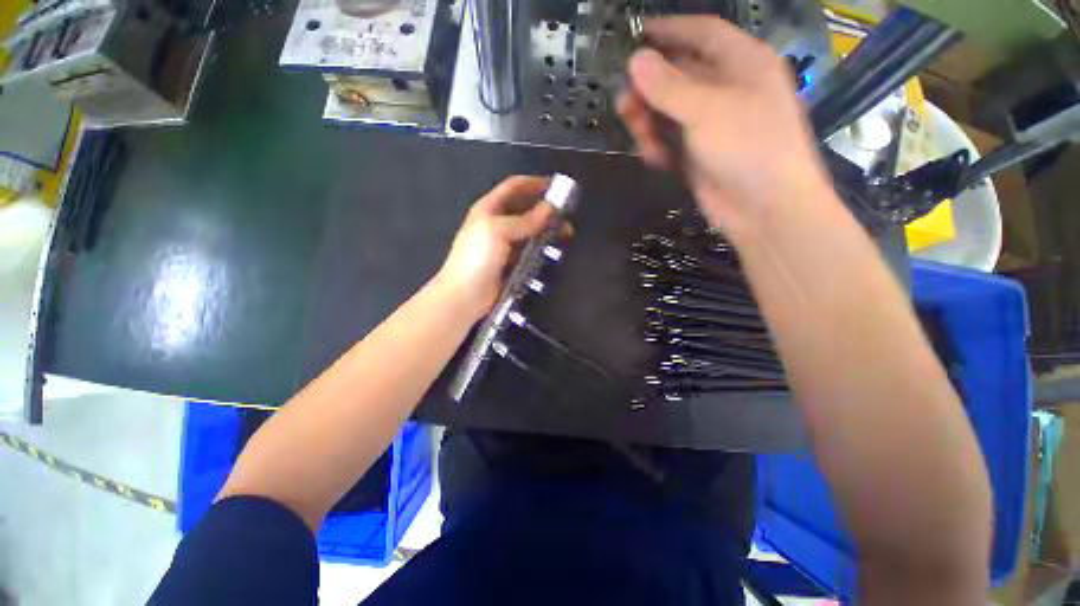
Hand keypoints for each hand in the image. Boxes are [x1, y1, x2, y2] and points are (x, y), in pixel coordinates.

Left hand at [436, 176, 557, 319]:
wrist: (465, 295)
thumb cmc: (477, 258)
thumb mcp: (497, 231)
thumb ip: (525, 220)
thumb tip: (549, 208)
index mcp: (489, 209)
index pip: (514, 187)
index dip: (534, 183)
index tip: (557, 187)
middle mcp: (497, 223)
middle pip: (524, 209)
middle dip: (544, 209)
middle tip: (565, 215)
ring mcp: (504, 245)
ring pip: (529, 231)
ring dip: (546, 230)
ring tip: (565, 234)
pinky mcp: (510, 263)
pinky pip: (529, 250)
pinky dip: (541, 248)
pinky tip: (552, 251)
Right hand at [617, 17, 832, 240]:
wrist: (765, 208)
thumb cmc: (748, 147)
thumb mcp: (707, 110)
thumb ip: (669, 86)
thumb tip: (635, 61)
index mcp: (742, 63)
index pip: (702, 33)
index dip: (669, 30)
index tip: (635, 35)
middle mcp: (727, 89)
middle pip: (679, 76)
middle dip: (650, 89)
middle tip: (623, 102)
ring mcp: (712, 125)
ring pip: (670, 112)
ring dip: (650, 122)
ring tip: (639, 137)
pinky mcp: (700, 154)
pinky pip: (671, 141)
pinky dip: (659, 147)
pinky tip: (654, 158)